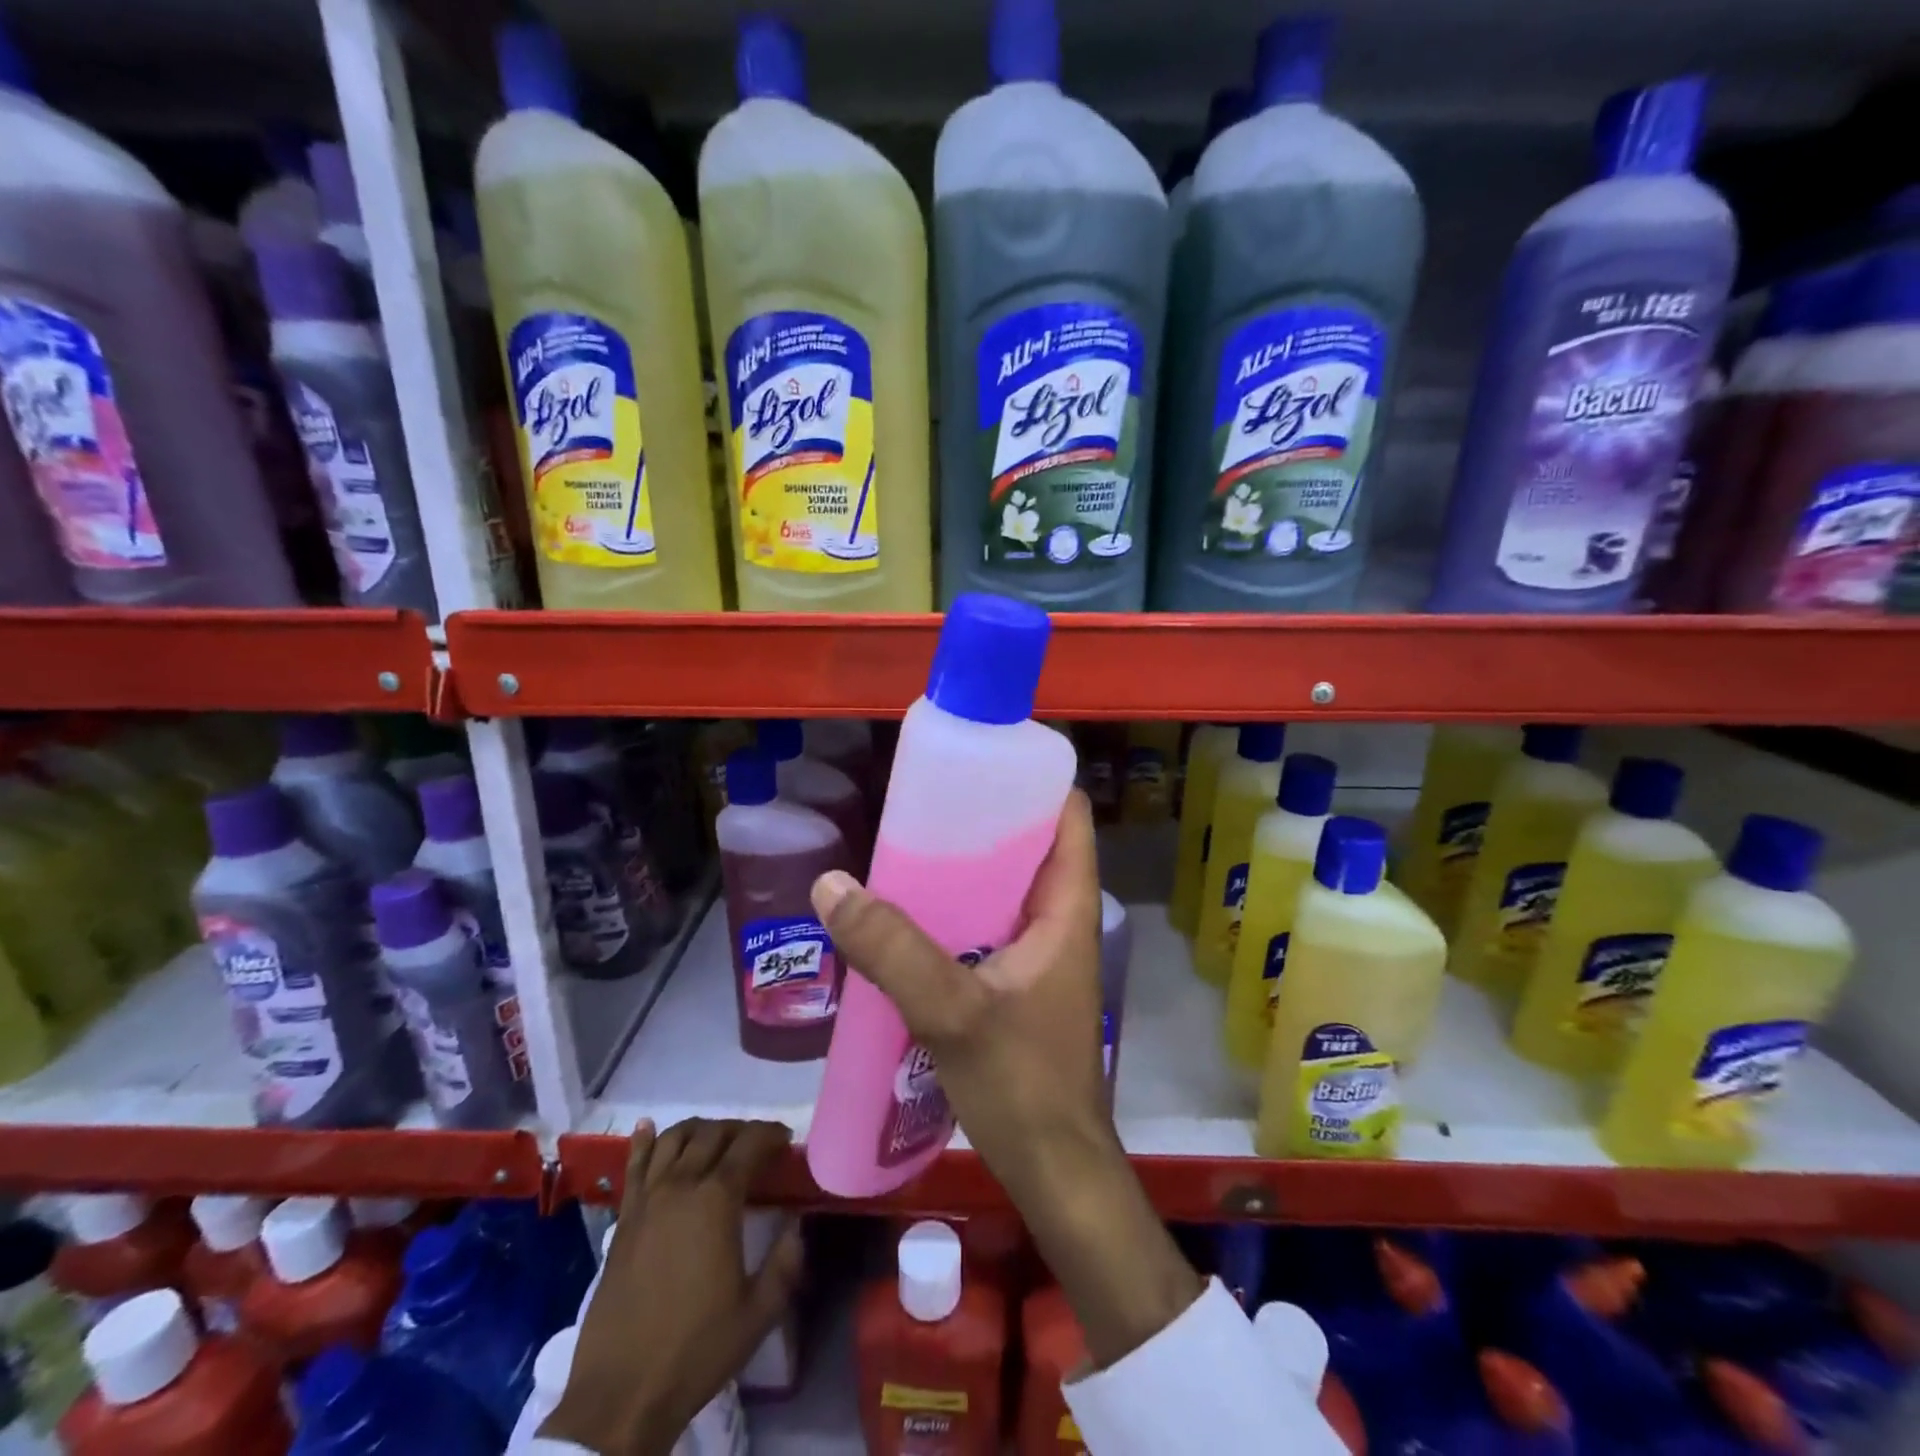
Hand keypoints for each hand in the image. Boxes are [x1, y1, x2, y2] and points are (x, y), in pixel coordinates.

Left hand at [542, 1118, 803, 1455]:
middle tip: (757, 1145)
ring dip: (700, 1129)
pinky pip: (634, 1166)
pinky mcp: (623, 1220)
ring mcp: (647, 1200)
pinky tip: (648, 1128)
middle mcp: (681, 1186)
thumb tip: (797, 1221)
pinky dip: (644, 1142)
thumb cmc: (696, 1350)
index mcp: (717, 1200)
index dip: (771, 1134)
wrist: (621, 1396)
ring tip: (716, 1139)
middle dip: (740, 1130)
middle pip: (713, 1133)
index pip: (750, 1143)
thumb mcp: (759, 1312)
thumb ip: (787, 1261)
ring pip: (675, 1139)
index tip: (786, 1140)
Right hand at [812, 790, 1201, 1367]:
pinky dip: (955, 911)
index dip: (1034, 781)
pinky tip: (909, 915)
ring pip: (1003, 888)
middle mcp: (1058, 921)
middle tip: (923, 802)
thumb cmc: (1023, 1084)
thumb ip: (892, 950)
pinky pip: (985, 926)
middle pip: (1029, 845)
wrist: (1054, 1171)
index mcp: (1066, 908)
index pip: (1069, 816)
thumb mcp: (953, 1011)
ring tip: (907, 846)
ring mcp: (1039, 954)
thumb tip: (831, 884)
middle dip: (983, 820)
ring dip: (964, 868)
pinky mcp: (1017, 984)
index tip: (981, 762)